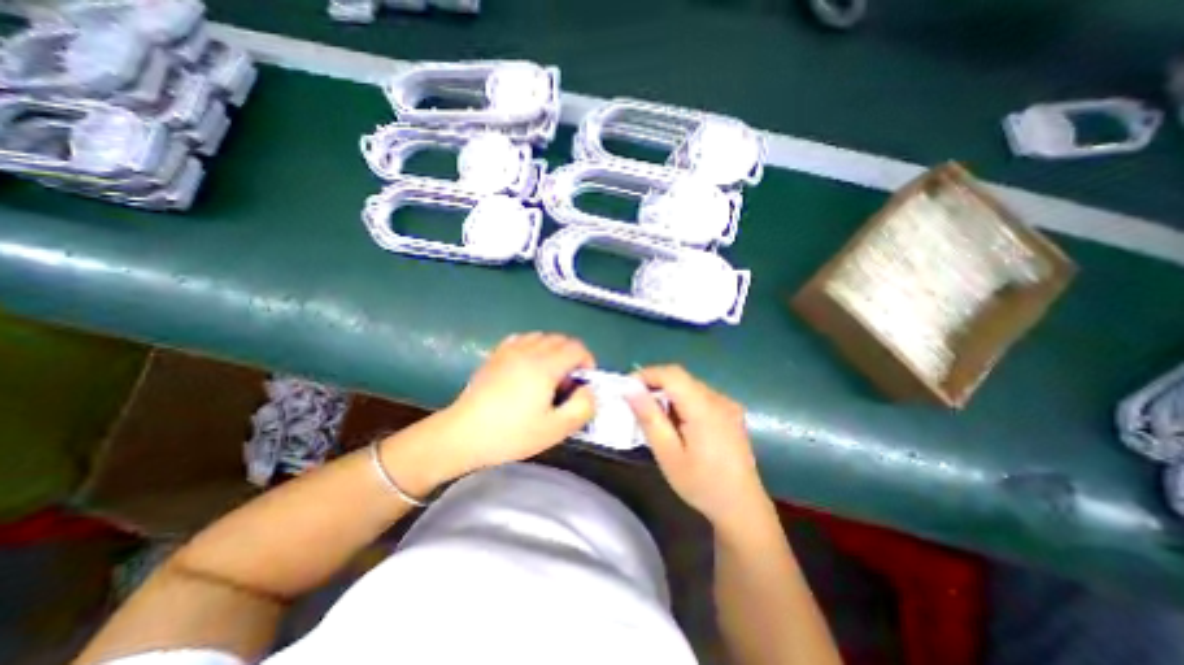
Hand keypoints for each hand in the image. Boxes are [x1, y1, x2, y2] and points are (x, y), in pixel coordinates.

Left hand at [434, 333, 595, 478]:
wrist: (464, 434)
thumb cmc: (511, 434)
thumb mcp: (555, 429)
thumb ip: (583, 407)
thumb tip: (588, 391)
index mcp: (545, 366)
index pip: (577, 348)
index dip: (588, 361)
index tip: (584, 382)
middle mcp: (529, 350)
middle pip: (561, 339)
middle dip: (572, 357)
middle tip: (567, 383)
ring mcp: (510, 350)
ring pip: (542, 337)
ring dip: (553, 351)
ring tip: (548, 375)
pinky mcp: (496, 354)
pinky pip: (523, 339)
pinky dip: (534, 347)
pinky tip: (528, 366)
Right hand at [628, 363, 767, 529]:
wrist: (742, 507)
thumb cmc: (701, 484)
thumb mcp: (668, 454)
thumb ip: (649, 418)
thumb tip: (630, 388)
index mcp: (704, 408)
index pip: (672, 374)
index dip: (647, 374)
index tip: (627, 388)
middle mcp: (718, 399)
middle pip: (681, 379)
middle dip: (655, 385)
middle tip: (637, 406)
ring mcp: (727, 404)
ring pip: (690, 386)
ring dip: (669, 394)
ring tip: (656, 418)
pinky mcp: (731, 412)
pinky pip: (700, 396)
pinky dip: (683, 401)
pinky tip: (678, 424)